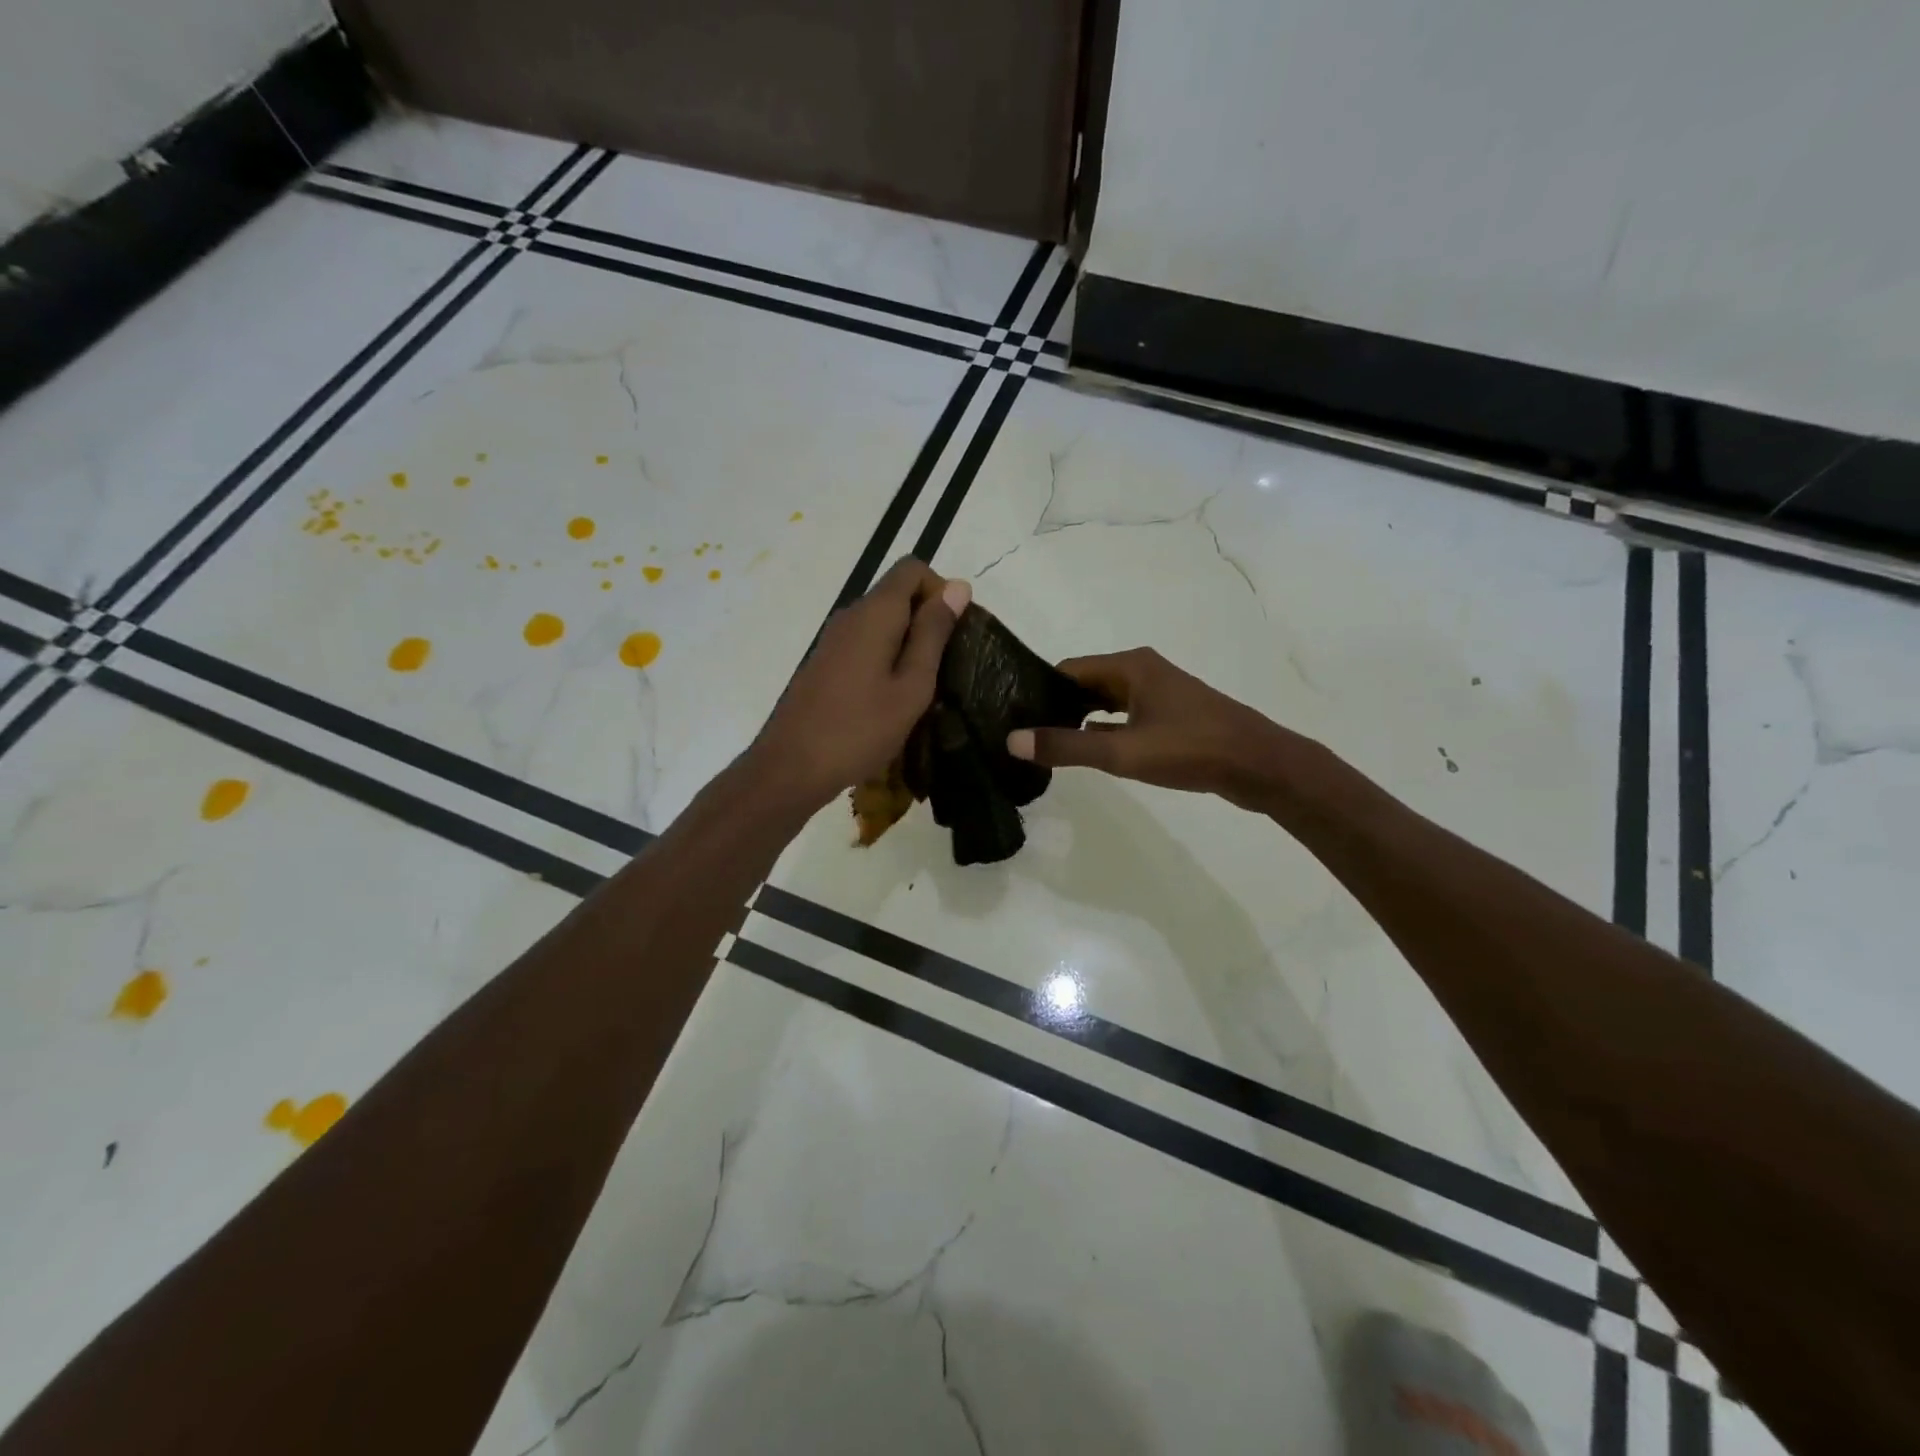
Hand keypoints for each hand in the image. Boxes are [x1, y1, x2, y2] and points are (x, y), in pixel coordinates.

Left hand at [752, 558, 970, 809]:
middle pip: (897, 593)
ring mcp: (834, 639)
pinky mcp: (825, 662)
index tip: (953, 633)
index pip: (912, 568)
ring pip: (882, 621)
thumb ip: (934, 634)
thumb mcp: (912, 686)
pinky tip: (892, 698)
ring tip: (922, 688)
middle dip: (927, 620)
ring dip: (908, 643)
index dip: (940, 591)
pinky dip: (887, 658)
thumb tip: (958, 586)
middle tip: (944, 668)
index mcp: (874, 613)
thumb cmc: (860, 729)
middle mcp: (851, 615)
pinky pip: (865, 643)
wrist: (792, 767)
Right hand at [1006, 647, 1302, 809]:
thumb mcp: (1123, 752)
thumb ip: (1067, 747)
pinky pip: (1125, 716)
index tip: (1012, 714)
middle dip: (1055, 705)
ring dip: (1078, 719)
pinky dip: (1103, 729)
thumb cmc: (1191, 749)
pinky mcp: (1171, 716)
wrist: (1261, 766)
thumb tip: (1012, 740)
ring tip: (1046, 743)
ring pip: (1105, 701)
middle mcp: (1142, 671)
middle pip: (1085, 683)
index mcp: (1130, 666)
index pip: (1068, 669)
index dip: (1038, 690)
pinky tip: (1087, 751)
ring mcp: (1159, 693)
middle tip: (1023, 733)